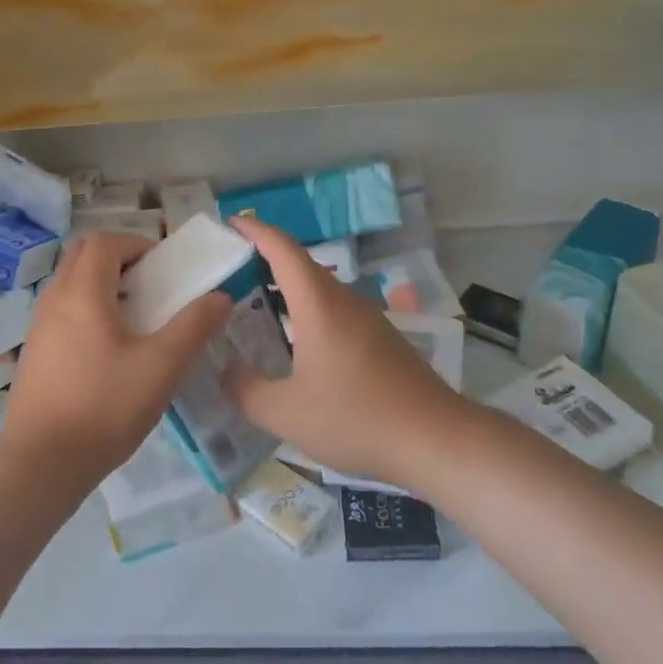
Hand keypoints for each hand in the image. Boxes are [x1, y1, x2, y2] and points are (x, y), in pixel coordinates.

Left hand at [1, 232, 230, 484]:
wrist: (42, 464)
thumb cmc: (105, 407)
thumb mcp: (161, 367)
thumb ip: (194, 327)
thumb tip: (221, 297)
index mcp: (82, 293)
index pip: (105, 242)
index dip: (136, 244)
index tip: (164, 268)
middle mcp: (54, 300)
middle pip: (83, 255)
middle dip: (119, 259)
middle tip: (150, 287)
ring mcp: (39, 327)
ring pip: (71, 284)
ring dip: (102, 285)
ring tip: (135, 319)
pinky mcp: (35, 353)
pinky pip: (62, 312)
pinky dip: (87, 310)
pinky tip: (109, 351)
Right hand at [226, 217, 466, 488]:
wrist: (435, 439)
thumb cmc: (356, 418)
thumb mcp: (286, 413)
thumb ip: (246, 390)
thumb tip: (226, 372)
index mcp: (318, 305)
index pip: (282, 249)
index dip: (255, 231)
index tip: (230, 224)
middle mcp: (345, 300)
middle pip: (301, 265)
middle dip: (265, 262)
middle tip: (230, 275)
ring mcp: (369, 318)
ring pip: (320, 290)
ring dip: (288, 291)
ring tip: (255, 309)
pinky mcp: (382, 339)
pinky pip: (336, 311)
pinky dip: (308, 313)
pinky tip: (297, 345)